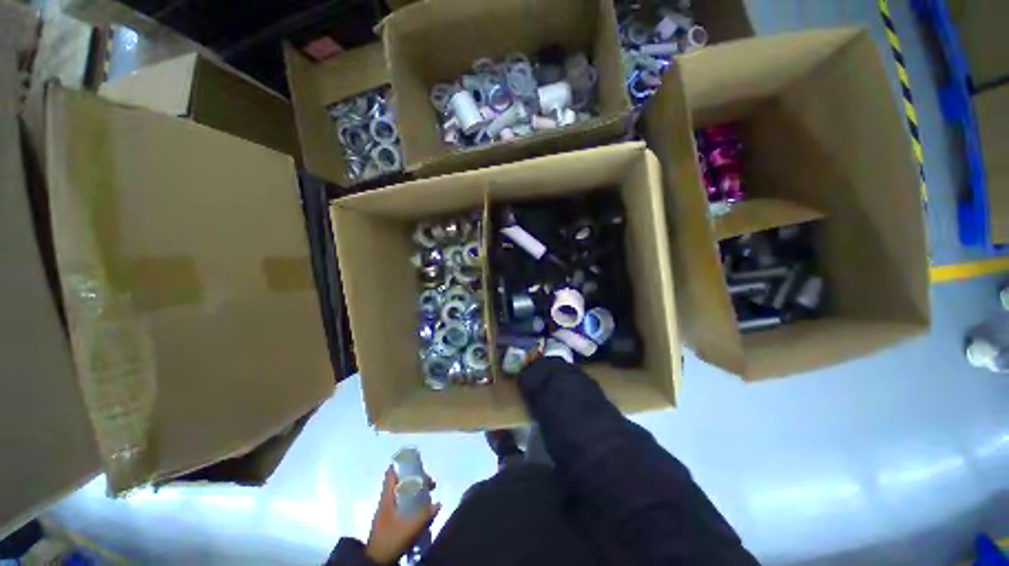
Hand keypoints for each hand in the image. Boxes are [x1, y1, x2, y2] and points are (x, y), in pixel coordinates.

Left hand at [366, 467, 440, 563]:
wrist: (376, 561)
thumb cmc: (390, 539)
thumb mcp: (410, 528)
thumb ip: (425, 515)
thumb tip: (439, 503)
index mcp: (387, 497)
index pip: (391, 474)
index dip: (402, 465)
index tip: (417, 463)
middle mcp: (386, 500)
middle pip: (400, 482)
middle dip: (416, 479)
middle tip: (430, 484)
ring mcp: (387, 510)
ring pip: (402, 492)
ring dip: (415, 490)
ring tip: (429, 495)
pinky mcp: (389, 519)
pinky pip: (402, 502)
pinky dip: (412, 500)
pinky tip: (421, 507)